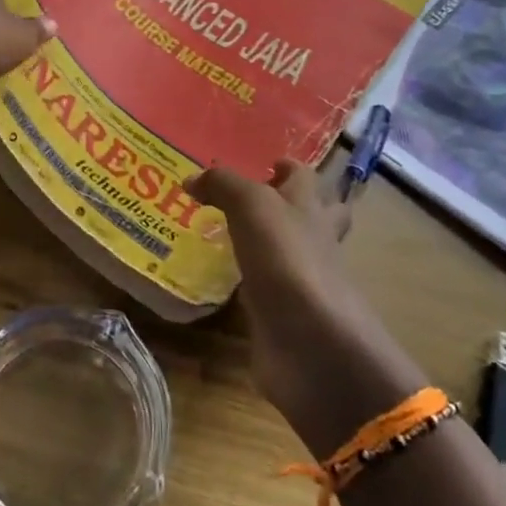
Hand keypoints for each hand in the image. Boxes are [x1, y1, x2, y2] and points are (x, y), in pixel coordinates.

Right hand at [187, 160, 423, 444]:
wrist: (311, 342)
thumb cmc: (287, 258)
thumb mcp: (250, 204)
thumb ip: (221, 185)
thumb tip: (192, 180)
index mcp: (310, 208)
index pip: (304, 177)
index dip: (288, 167)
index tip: (266, 163)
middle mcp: (312, 241)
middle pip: (313, 216)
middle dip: (293, 207)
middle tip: (252, 202)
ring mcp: (301, 283)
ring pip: (287, 255)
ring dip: (265, 247)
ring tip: (224, 238)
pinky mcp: (284, 317)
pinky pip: (265, 293)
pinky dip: (247, 288)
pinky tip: (219, 284)